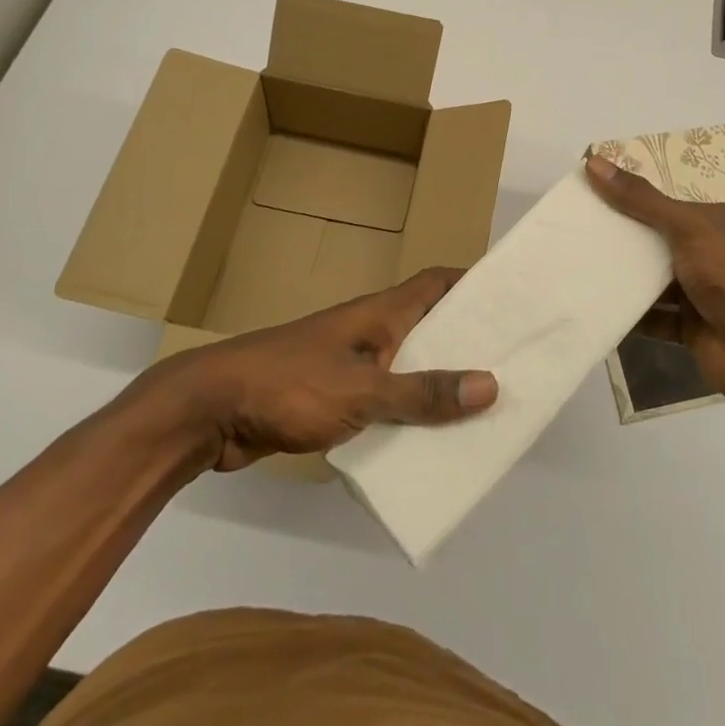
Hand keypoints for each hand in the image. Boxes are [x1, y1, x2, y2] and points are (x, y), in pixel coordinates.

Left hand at [112, 267, 497, 471]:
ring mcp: (349, 363)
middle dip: (467, 339)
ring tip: (481, 408)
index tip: (513, 297)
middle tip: (512, 362)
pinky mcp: (331, 397)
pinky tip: (426, 443)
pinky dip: (407, 413)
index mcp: (381, 313)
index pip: (438, 282)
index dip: (474, 282)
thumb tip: (491, 384)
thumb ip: (423, 393)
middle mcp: (371, 331)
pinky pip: (384, 399)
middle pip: (430, 324)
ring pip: (408, 365)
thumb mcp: (363, 391)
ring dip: (438, 381)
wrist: (212, 410)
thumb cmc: (291, 384)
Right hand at [585, 153, 724, 403]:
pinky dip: (631, 313)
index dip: (635, 199)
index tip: (595, 196)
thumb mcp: (686, 227)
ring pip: (656, 279)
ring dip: (626, 276)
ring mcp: (705, 292)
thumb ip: (640, 199)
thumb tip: (593, 161)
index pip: (671, 203)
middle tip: (580, 229)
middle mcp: (715, 253)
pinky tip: (598, 304)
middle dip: (626, 237)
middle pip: (661, 240)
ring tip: (581, 264)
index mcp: (722, 221)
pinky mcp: (693, 326)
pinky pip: (655, 315)